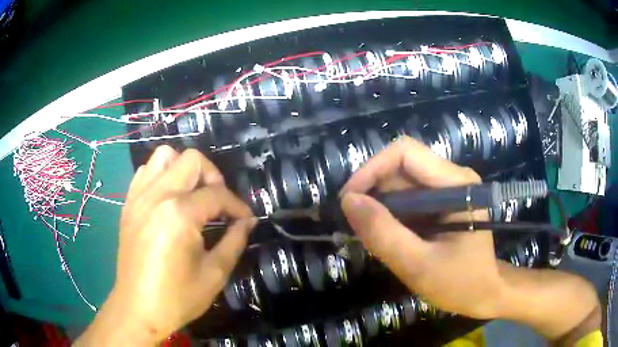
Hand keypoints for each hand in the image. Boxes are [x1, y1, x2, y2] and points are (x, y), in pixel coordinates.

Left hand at [76, 146, 254, 345]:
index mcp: (179, 214)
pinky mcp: (129, 204)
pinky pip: (145, 172)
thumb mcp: (214, 274)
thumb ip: (234, 241)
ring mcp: (139, 197)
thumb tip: (247, 222)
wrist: (138, 309)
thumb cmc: (177, 297)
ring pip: (165, 156)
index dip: (238, 205)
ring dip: (184, 169)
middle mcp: (157, 195)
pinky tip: (168, 199)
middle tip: (218, 202)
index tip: (246, 219)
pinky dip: (161, 175)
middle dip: (213, 176)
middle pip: (192, 160)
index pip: (217, 194)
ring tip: (192, 195)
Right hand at [340, 137, 503, 318]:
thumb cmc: (459, 283)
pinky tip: (387, 234)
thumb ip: (384, 234)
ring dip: (379, 204)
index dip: (371, 170)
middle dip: (373, 191)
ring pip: (401, 182)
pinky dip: (390, 213)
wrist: (484, 293)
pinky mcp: (442, 202)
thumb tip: (348, 201)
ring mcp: (448, 189)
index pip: (405, 153)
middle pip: (401, 166)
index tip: (349, 201)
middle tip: (356, 224)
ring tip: (369, 233)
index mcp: (456, 184)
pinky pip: (407, 197)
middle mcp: (452, 178)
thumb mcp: (418, 266)